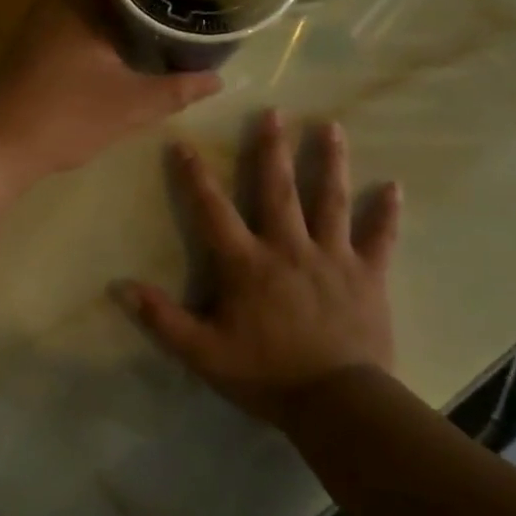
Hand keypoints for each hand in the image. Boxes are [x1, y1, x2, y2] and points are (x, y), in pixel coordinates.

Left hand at [0, 0, 220, 185]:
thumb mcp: (130, 105)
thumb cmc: (65, 116)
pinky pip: (79, 17)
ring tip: (165, 0)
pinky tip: (129, 35)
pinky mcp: (37, 45)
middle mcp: (58, 1)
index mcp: (79, 0)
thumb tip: (217, 78)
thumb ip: (177, 90)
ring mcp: (43, 23)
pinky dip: (105, 19)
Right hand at [119, 110, 400, 425]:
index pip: (213, 211)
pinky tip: (395, 187)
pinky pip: (379, 238)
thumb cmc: (266, 375)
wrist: (336, 403)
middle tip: (273, 113)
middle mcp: (288, 247)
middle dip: (272, 150)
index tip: (184, 143)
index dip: (195, 177)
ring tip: (332, 127)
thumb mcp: (203, 353)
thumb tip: (120, 287)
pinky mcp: (367, 275)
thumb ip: (163, 319)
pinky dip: (387, 213)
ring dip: (330, 162)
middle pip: (278, 189)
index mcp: (247, 264)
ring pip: (330, 200)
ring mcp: (332, 257)